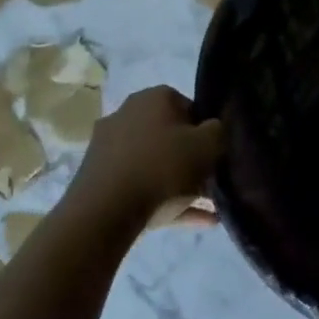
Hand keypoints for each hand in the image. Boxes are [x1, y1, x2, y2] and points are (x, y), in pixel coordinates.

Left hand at [71, 86, 223, 230]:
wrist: (105, 212)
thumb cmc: (162, 167)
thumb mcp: (208, 144)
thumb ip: (218, 132)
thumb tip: (213, 131)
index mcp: (154, 98)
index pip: (190, 107)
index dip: (206, 130)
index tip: (216, 153)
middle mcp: (128, 115)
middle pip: (170, 136)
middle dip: (192, 158)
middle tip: (211, 180)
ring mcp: (110, 148)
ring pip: (156, 164)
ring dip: (182, 183)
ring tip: (210, 208)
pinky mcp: (101, 180)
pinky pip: (142, 187)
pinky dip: (167, 201)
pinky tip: (195, 220)